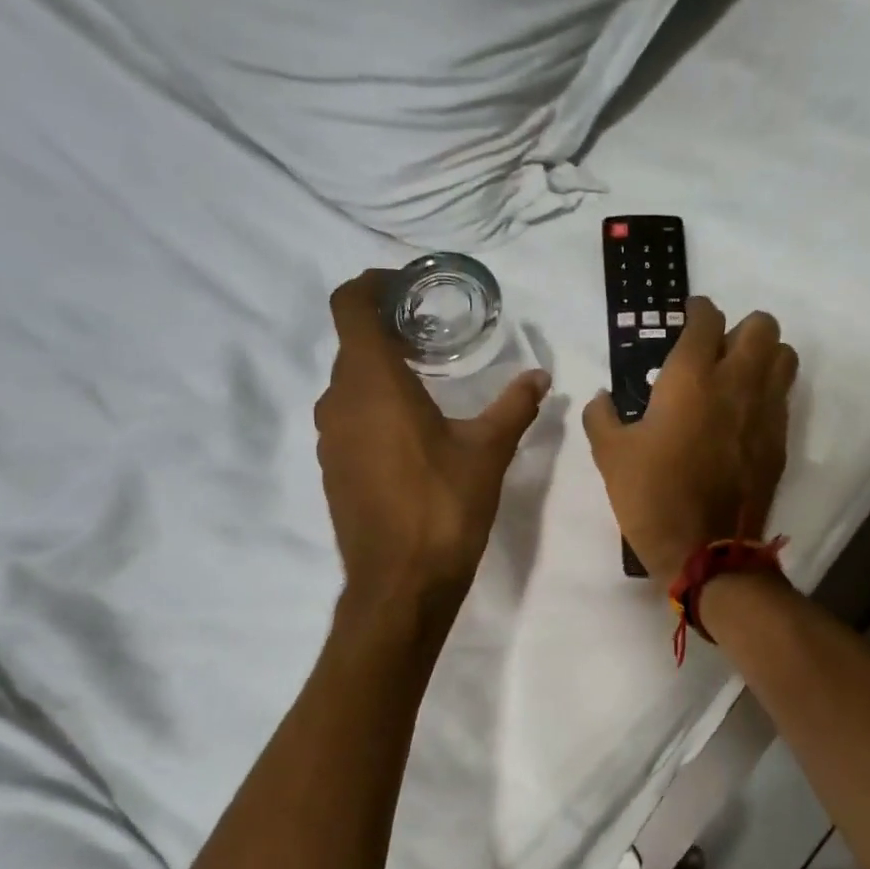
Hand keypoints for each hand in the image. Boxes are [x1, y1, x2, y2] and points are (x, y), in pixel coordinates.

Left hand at [316, 270, 549, 613]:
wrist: (401, 583)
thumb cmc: (444, 507)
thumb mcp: (488, 452)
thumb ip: (514, 406)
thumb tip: (540, 376)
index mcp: (372, 382)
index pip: (350, 304)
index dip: (372, 284)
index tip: (406, 287)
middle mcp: (338, 401)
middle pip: (352, 344)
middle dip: (387, 331)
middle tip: (431, 336)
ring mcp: (329, 437)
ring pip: (349, 384)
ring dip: (380, 373)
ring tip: (425, 383)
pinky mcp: (331, 468)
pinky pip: (348, 419)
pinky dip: (373, 408)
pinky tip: (411, 433)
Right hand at [583, 297, 796, 585]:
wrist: (704, 551)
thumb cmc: (652, 496)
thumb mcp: (610, 455)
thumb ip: (601, 416)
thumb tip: (601, 397)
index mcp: (692, 378)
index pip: (707, 318)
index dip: (696, 311)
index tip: (687, 318)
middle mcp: (738, 383)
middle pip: (761, 325)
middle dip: (738, 328)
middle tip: (714, 352)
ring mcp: (766, 412)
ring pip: (783, 357)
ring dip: (763, 356)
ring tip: (736, 378)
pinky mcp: (780, 441)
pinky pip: (783, 398)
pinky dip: (767, 394)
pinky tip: (742, 417)